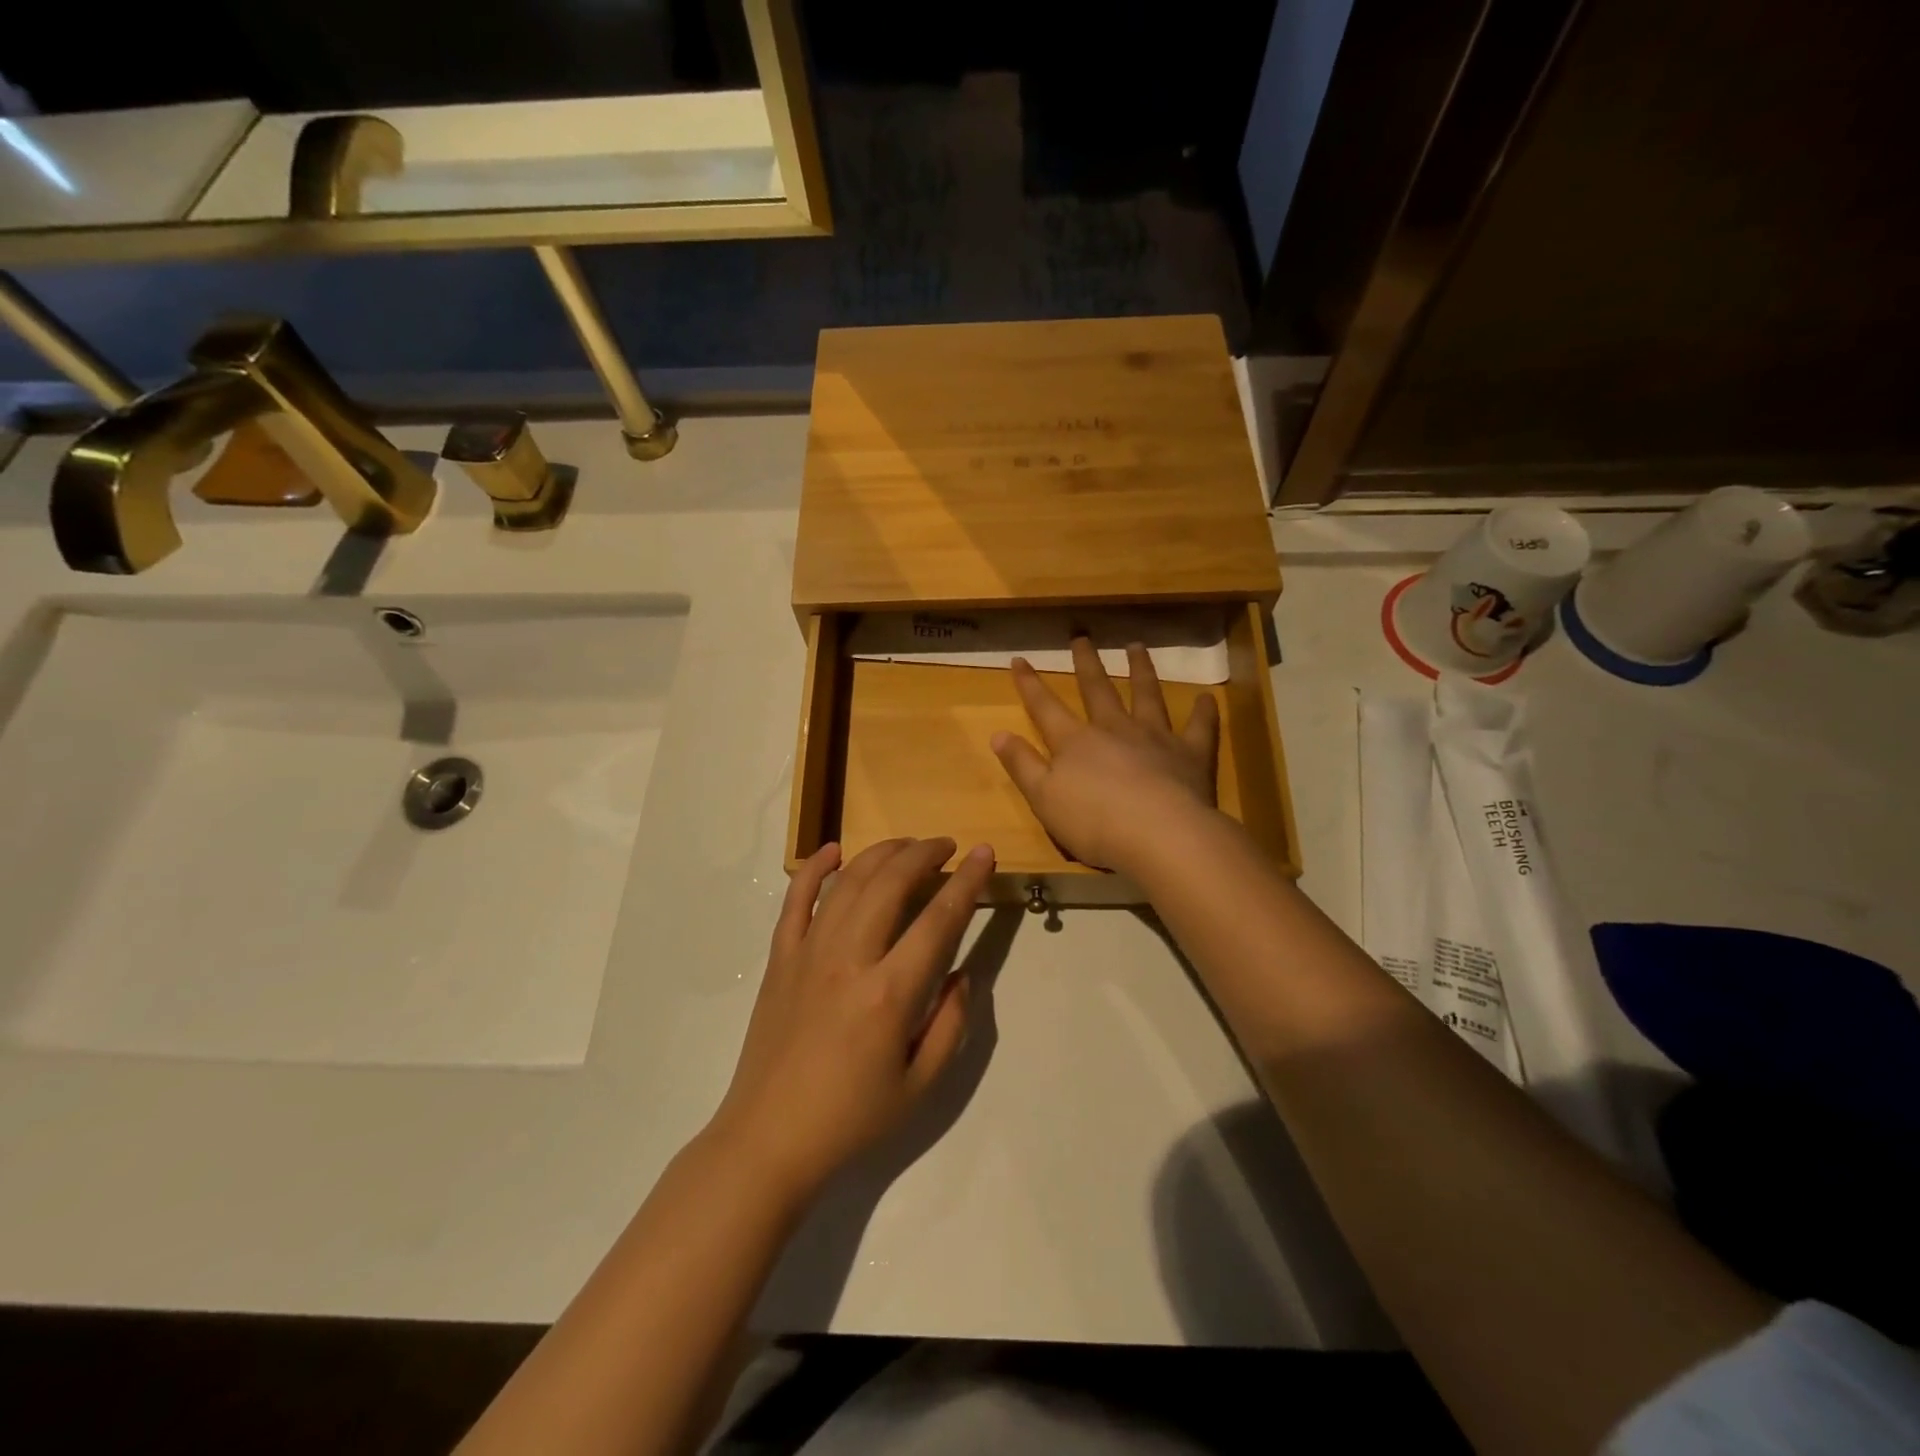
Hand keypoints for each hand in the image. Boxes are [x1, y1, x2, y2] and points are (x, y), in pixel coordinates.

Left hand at [709, 836, 995, 1203]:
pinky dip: (814, 869)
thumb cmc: (851, 1119)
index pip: (939, 919)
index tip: (985, 853)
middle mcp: (849, 959)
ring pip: (848, 882)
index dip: (967, 881)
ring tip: (907, 845)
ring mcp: (808, 953)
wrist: (768, 1140)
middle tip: (946, 845)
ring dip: (881, 854)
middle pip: (890, 883)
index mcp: (889, 993)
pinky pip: (795, 901)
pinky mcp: (780, 959)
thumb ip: (951, 1024)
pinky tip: (833, 851)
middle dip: (923, 854)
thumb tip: (960, 974)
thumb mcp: (921, 1087)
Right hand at [990, 637, 1219, 873]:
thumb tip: (998, 733)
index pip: (1045, 707)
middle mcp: (1114, 729)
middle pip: (1098, 690)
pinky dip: (1203, 712)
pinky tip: (1207, 698)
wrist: (1159, 835)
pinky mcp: (1190, 754)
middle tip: (1082, 638)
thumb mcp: (1043, 799)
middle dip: (1087, 664)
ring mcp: (1155, 737)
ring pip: (1146, 695)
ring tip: (1136, 648)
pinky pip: (1198, 727)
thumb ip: (1022, 765)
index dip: (1030, 684)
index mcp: (1075, 742)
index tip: (1019, 659)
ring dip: (1141, 670)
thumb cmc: (1093, 823)